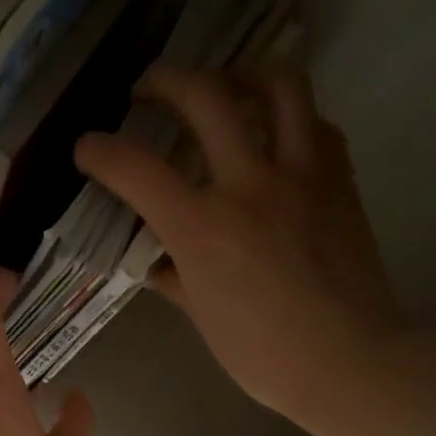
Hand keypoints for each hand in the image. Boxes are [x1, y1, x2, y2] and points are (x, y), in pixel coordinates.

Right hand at [76, 66, 412, 422]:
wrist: (348, 360)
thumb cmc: (261, 352)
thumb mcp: (200, 314)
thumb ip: (173, 276)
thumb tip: (157, 263)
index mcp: (201, 228)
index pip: (134, 168)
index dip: (99, 150)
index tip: (87, 147)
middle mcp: (249, 185)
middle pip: (205, 97)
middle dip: (165, 81)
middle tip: (148, 91)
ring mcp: (301, 175)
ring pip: (277, 86)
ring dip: (240, 75)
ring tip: (223, 89)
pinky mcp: (339, 179)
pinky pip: (316, 124)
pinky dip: (289, 118)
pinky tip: (274, 136)